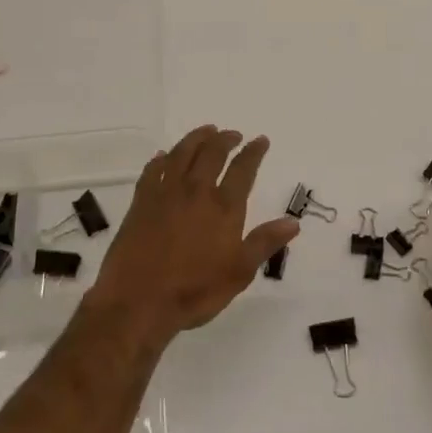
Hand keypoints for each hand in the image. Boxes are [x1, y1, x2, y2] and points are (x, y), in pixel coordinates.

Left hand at [88, 125, 298, 343]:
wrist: (138, 301)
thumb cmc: (194, 291)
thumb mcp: (239, 272)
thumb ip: (265, 243)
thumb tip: (293, 222)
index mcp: (223, 207)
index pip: (243, 169)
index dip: (253, 152)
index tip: (261, 140)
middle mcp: (195, 191)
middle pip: (212, 153)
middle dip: (225, 139)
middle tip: (232, 133)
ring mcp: (165, 194)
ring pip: (182, 154)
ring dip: (195, 139)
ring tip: (206, 131)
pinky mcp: (141, 203)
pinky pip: (152, 171)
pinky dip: (161, 159)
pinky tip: (164, 156)